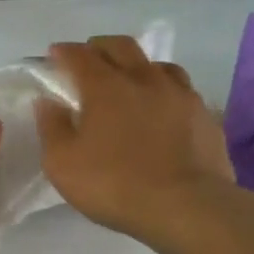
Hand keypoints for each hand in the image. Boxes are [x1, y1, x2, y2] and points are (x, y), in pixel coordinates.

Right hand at [35, 36, 238, 243]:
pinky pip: (182, 90)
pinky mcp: (205, 114)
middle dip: (100, 47)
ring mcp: (180, 94)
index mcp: (105, 87)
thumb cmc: (115, 185)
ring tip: (130, 81)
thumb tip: (48, 102)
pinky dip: (166, 90)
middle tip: (90, 58)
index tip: (54, 54)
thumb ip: (52, 128)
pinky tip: (164, 106)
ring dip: (138, 65)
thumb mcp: (63, 164)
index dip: (64, 52)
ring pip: (157, 64)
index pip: (80, 56)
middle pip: (121, 47)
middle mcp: (144, 79)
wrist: (187, 207)